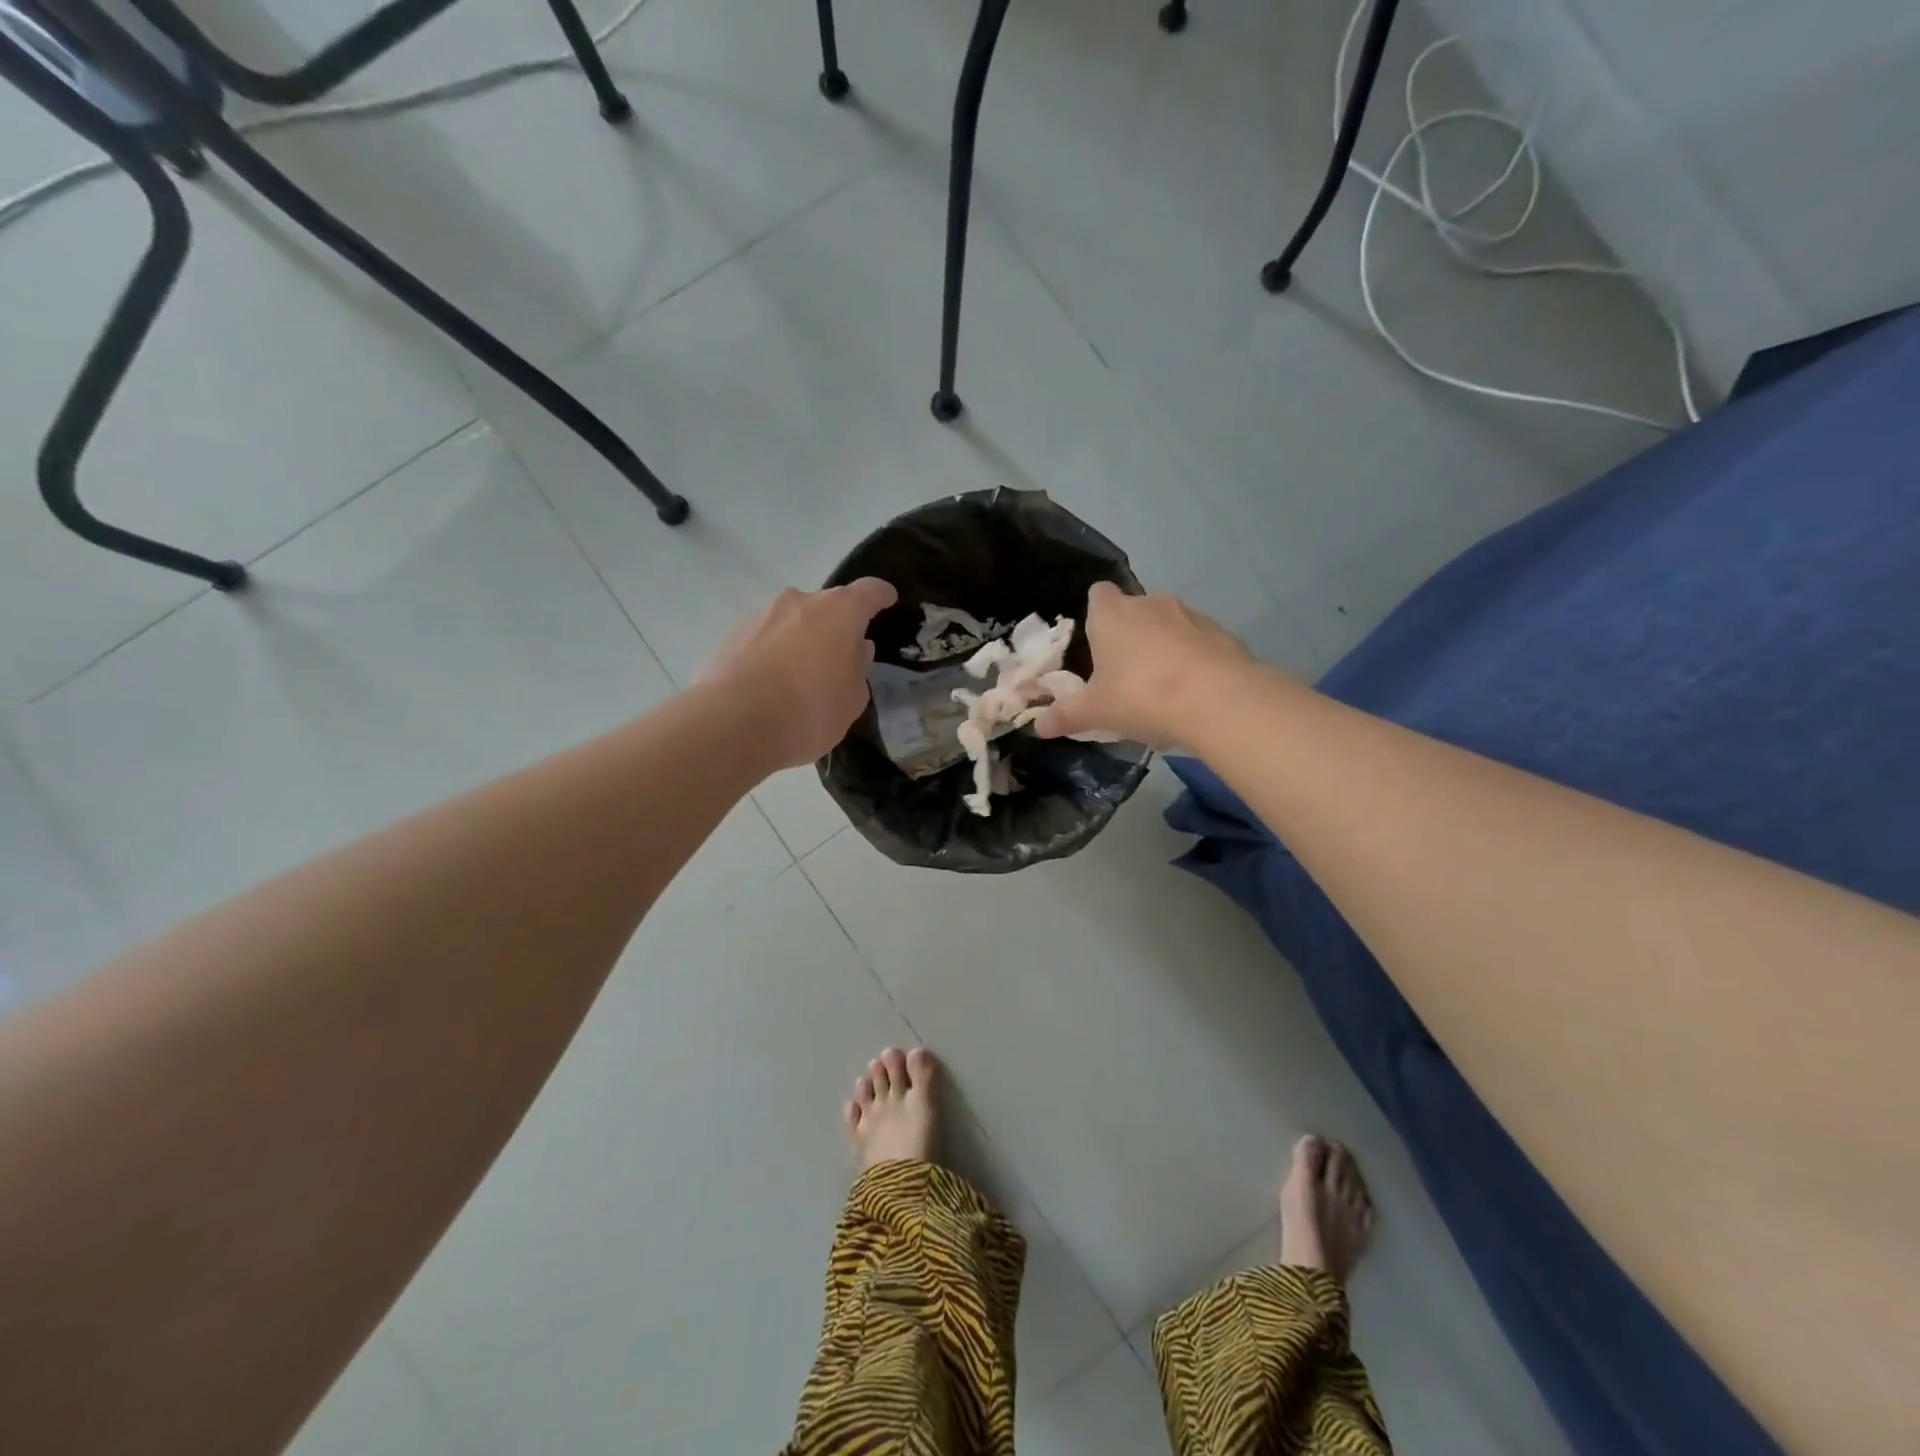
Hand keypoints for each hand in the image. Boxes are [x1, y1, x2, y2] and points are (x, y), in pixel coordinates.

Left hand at [702, 579, 897, 770]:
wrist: (733, 722)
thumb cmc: (809, 710)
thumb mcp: (852, 700)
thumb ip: (859, 669)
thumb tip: (856, 650)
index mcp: (839, 612)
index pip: (868, 591)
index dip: (880, 595)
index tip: (887, 599)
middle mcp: (799, 602)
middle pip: (826, 606)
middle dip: (835, 626)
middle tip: (839, 658)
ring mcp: (761, 615)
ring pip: (791, 621)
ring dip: (800, 640)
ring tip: (799, 677)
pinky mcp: (731, 635)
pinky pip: (763, 640)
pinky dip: (772, 655)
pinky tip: (770, 686)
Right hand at [1033, 582, 1252, 747]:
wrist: (1218, 700)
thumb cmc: (1142, 695)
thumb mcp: (1095, 712)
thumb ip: (1065, 716)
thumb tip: (1038, 726)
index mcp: (1113, 613)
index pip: (1097, 594)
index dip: (1094, 615)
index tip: (1094, 643)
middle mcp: (1151, 603)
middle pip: (1133, 611)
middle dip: (1128, 637)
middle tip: (1123, 676)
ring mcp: (1191, 615)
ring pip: (1168, 626)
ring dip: (1162, 649)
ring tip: (1160, 691)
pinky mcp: (1222, 633)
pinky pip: (1198, 643)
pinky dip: (1193, 661)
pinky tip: (1192, 695)